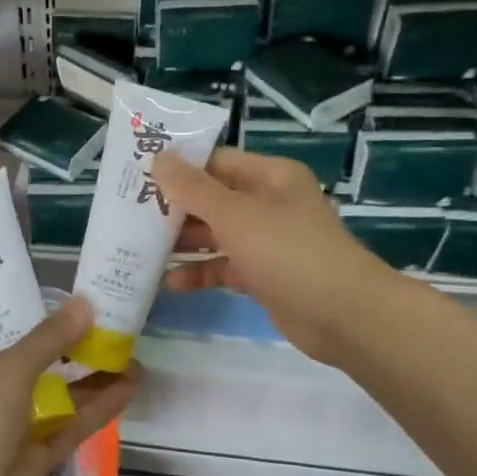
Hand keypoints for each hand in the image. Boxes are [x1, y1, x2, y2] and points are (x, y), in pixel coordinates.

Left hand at [0, 296, 137, 475]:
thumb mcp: (9, 368)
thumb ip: (48, 338)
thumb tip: (84, 304)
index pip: (2, 332)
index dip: (34, 316)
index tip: (70, 303)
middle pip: (38, 362)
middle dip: (73, 347)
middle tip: (109, 327)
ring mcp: (17, 425)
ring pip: (61, 394)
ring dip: (94, 376)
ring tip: (131, 354)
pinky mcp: (40, 454)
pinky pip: (73, 424)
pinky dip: (99, 406)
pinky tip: (130, 387)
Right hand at [153, 147, 397, 365]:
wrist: (344, 315)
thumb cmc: (288, 251)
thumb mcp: (234, 214)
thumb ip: (193, 188)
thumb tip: (159, 159)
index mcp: (270, 176)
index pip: (216, 162)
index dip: (179, 168)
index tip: (139, 177)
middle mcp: (269, 203)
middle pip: (213, 198)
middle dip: (175, 207)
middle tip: (132, 215)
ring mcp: (268, 241)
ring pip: (216, 233)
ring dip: (184, 241)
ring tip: (143, 248)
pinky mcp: (265, 275)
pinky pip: (225, 266)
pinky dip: (201, 272)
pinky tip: (171, 283)